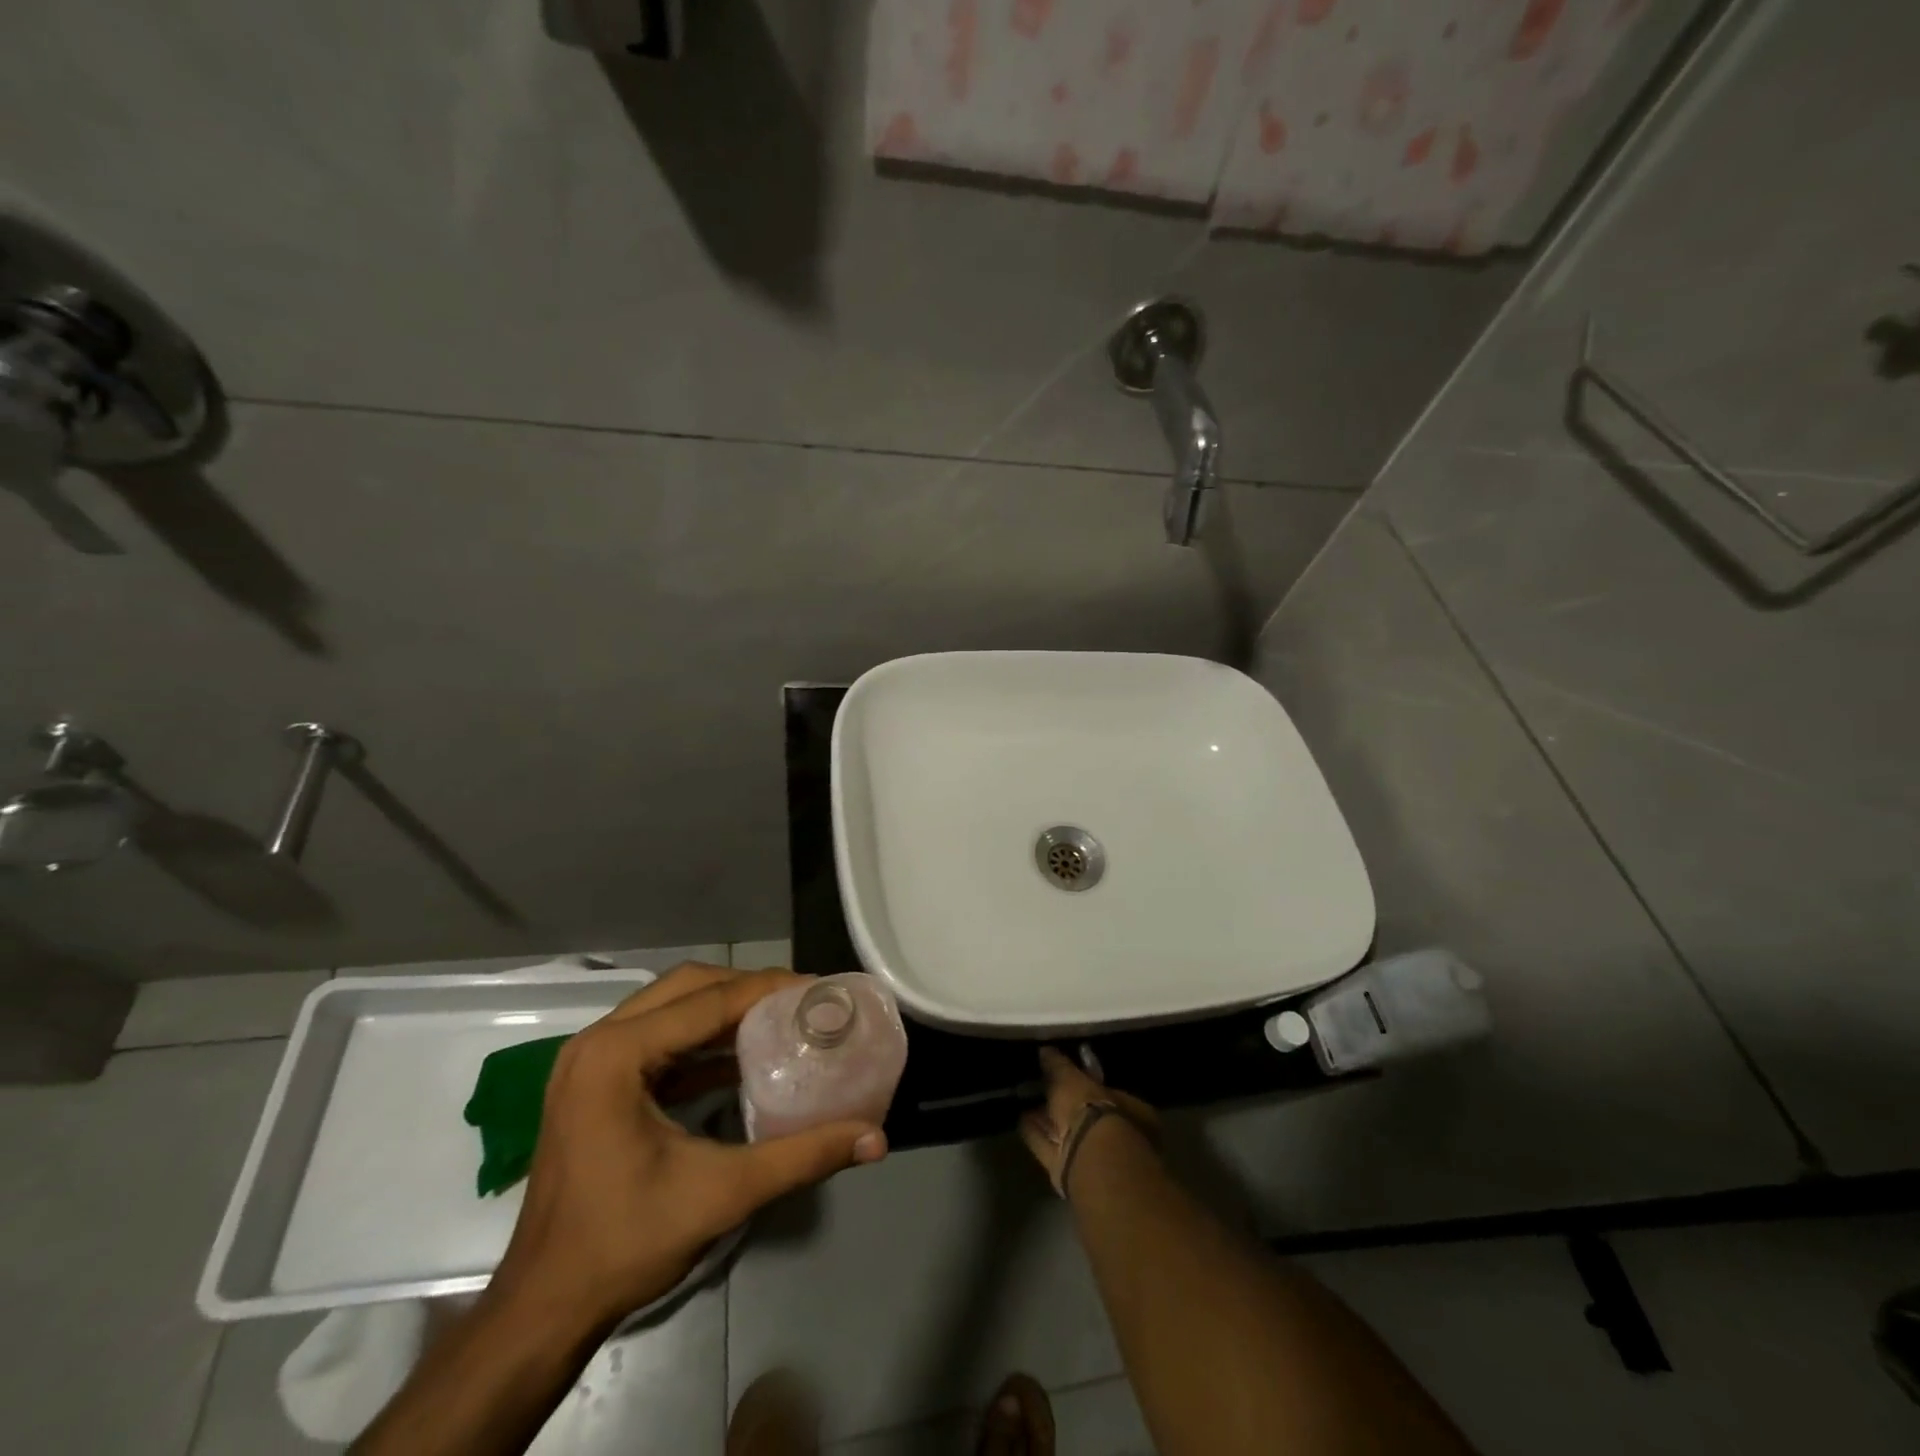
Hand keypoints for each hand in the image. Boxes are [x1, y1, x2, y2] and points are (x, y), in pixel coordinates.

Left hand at [490, 963, 887, 1331]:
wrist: (543, 1309)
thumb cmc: (624, 1244)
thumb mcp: (722, 1194)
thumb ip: (802, 1157)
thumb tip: (875, 1138)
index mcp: (617, 1054)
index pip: (709, 1000)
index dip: (770, 989)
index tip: (819, 989)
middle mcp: (598, 1042)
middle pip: (688, 986)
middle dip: (748, 987)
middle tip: (800, 1001)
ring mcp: (590, 1061)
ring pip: (671, 1006)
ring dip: (725, 1008)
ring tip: (780, 1017)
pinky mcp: (595, 1083)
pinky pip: (658, 1038)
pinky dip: (702, 1038)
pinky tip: (744, 1055)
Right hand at [1018, 1047, 1158, 1197]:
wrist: (1089, 1158)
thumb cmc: (1093, 1108)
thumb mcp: (1073, 1077)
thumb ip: (1059, 1065)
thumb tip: (1046, 1051)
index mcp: (1126, 1108)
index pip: (1103, 1088)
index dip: (1084, 1078)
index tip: (1064, 1069)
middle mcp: (1112, 1133)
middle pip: (1082, 1112)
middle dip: (1062, 1101)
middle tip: (1041, 1083)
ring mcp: (1089, 1152)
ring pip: (1064, 1130)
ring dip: (1047, 1118)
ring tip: (1026, 1099)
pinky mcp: (1066, 1168)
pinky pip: (1047, 1145)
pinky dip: (1035, 1132)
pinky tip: (1020, 1119)